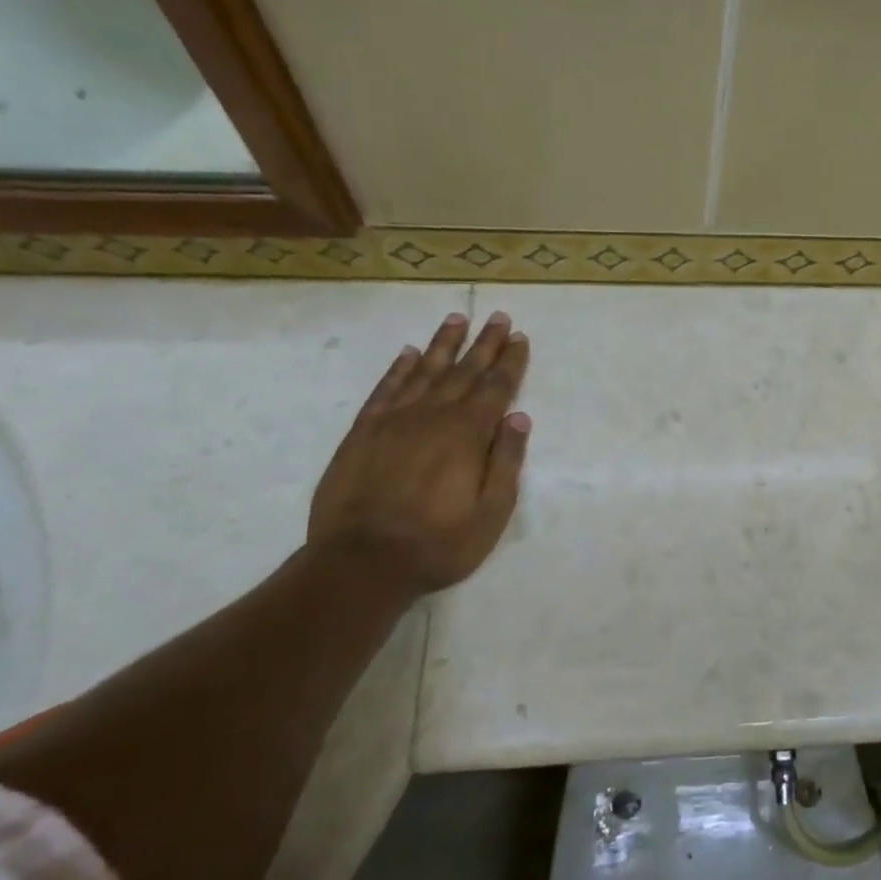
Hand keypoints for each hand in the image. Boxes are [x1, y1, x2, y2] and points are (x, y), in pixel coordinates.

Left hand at [309, 310, 530, 596]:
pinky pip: (385, 389)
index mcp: (468, 434)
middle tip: (498, 316)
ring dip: (443, 344)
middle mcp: (432, 416)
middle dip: (484, 343)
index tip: (520, 337)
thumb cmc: (438, 543)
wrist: (360, 562)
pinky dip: (398, 368)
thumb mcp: (491, 513)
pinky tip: (408, 353)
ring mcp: (394, 420)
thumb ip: (507, 462)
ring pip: (424, 370)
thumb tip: (519, 418)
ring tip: (457, 319)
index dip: (510, 362)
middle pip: (464, 370)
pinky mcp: (363, 431)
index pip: (496, 388)